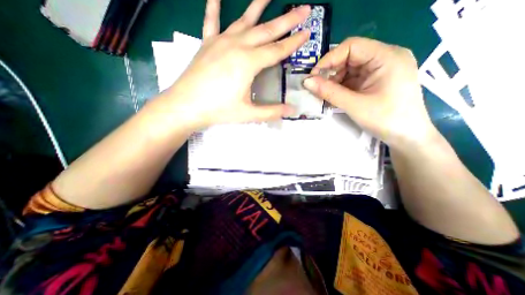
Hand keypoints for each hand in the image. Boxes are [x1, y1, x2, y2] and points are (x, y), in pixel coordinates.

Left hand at [164, 0, 309, 130]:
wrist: (186, 106)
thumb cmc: (218, 110)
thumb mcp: (248, 114)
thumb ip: (271, 111)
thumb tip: (292, 111)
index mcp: (248, 63)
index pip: (277, 50)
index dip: (294, 42)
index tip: (307, 32)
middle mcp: (237, 46)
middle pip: (267, 30)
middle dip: (287, 20)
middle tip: (303, 8)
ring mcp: (220, 42)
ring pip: (244, 20)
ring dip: (259, 5)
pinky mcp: (207, 43)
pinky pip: (211, 20)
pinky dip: (215, 5)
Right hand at [302, 37, 436, 149]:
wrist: (407, 137)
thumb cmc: (385, 120)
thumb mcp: (354, 105)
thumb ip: (329, 92)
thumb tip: (306, 82)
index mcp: (387, 57)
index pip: (351, 47)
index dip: (329, 59)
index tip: (313, 76)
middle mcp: (385, 57)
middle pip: (349, 57)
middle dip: (330, 72)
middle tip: (316, 87)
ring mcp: (380, 69)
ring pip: (349, 68)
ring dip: (334, 81)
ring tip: (324, 94)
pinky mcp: (375, 80)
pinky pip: (353, 78)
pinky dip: (340, 86)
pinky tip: (333, 96)